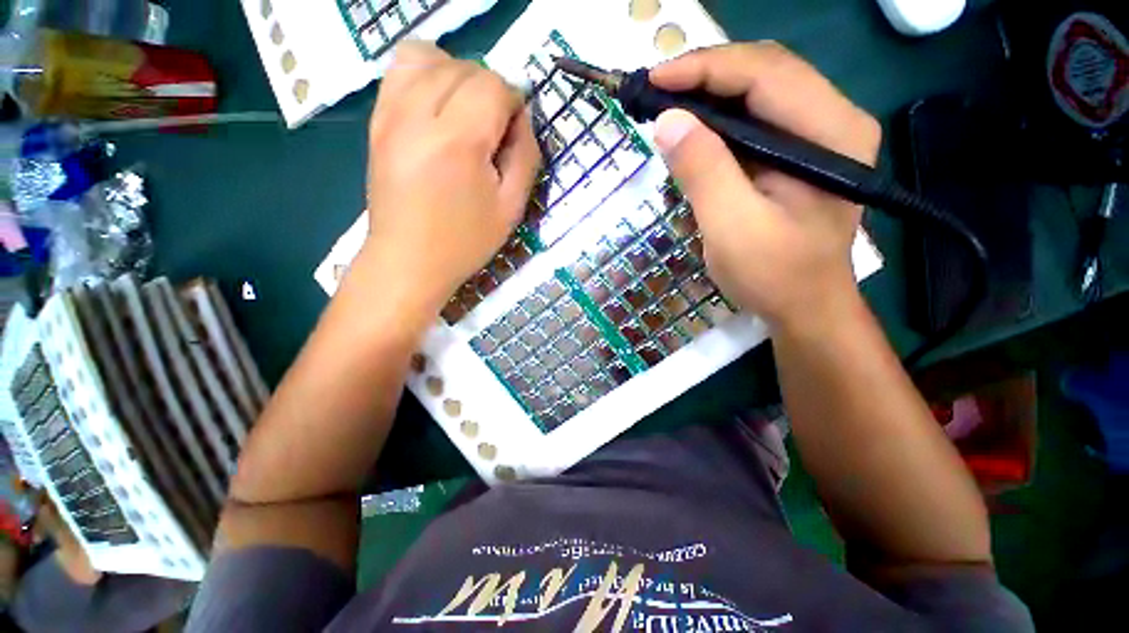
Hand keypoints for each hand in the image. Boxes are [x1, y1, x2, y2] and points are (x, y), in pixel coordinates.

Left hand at [357, 42, 539, 321]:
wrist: (409, 260)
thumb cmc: (465, 241)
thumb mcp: (511, 207)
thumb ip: (526, 156)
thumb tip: (523, 118)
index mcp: (459, 142)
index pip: (493, 86)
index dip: (513, 103)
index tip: (514, 133)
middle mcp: (419, 115)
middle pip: (464, 67)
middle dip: (490, 91)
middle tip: (494, 131)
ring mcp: (391, 113)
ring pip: (430, 57)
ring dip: (459, 77)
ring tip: (466, 114)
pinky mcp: (377, 119)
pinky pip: (400, 68)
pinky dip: (426, 74)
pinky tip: (437, 106)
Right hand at [650, 42, 880, 334]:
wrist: (804, 307)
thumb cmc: (774, 275)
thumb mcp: (732, 227)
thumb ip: (703, 171)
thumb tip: (668, 121)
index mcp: (830, 133)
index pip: (765, 73)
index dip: (704, 68)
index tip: (653, 81)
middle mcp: (833, 120)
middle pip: (764, 72)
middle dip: (705, 75)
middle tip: (655, 93)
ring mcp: (817, 136)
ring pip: (758, 91)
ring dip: (709, 94)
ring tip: (667, 107)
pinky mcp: (797, 154)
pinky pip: (754, 120)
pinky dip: (718, 119)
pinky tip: (693, 131)